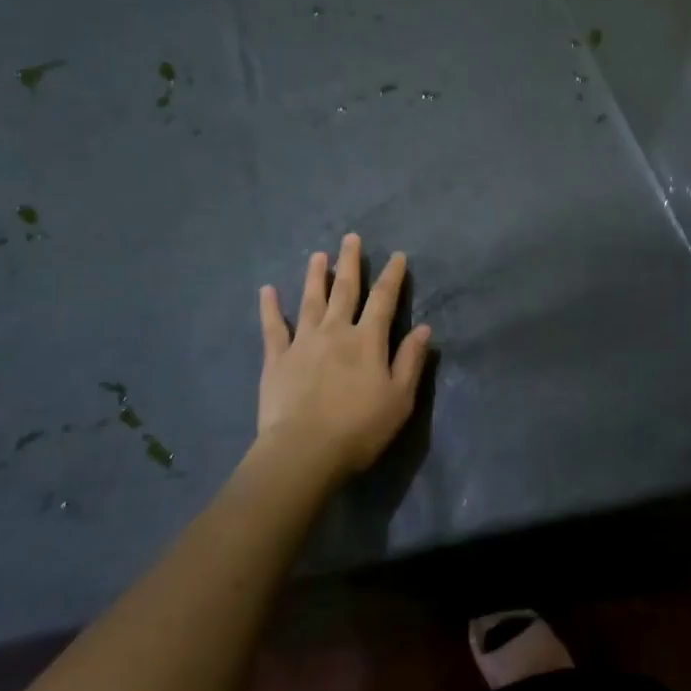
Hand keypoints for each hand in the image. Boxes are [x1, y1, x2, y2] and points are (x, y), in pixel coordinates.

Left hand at [257, 234, 433, 477]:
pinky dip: (270, 307)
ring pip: (311, 300)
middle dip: (351, 263)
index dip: (392, 276)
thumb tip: (424, 327)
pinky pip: (273, 327)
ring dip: (316, 276)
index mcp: (368, 340)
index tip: (397, 255)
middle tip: (351, 238)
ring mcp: (303, 342)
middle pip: (345, 290)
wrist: (304, 451)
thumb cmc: (359, 428)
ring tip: (318, 255)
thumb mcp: (399, 398)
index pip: (384, 300)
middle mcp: (336, 331)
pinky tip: (267, 290)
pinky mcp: (277, 359)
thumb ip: (411, 360)